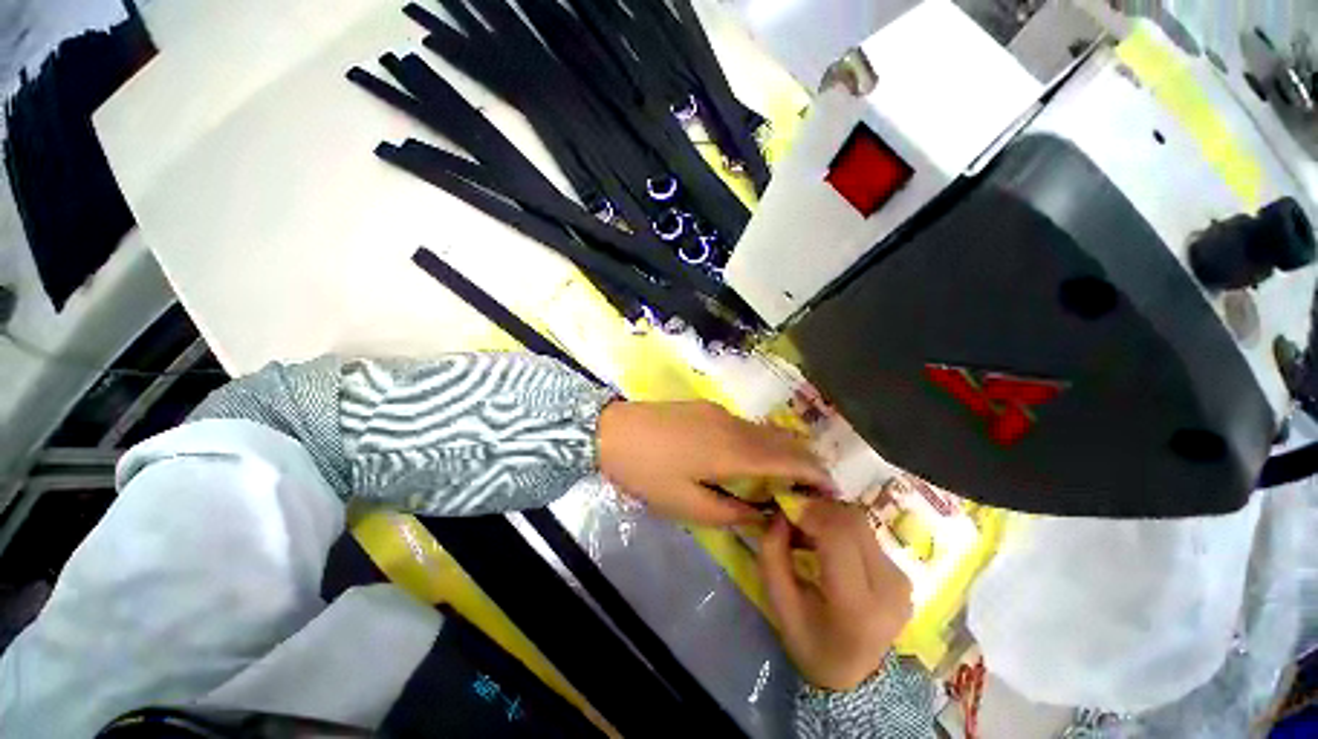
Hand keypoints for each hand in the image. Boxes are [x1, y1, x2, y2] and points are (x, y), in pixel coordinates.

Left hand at [596, 400, 834, 525]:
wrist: (611, 431)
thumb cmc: (647, 473)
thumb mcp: (687, 505)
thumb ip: (732, 513)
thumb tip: (763, 513)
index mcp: (734, 451)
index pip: (791, 457)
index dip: (816, 473)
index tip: (832, 491)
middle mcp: (735, 425)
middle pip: (783, 438)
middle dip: (805, 461)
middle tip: (811, 488)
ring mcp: (720, 412)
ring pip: (765, 430)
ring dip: (782, 451)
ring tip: (785, 477)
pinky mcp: (707, 408)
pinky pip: (746, 426)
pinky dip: (760, 442)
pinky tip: (751, 459)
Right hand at [758, 499, 912, 690]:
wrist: (854, 675)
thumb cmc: (810, 642)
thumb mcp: (780, 604)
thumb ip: (772, 555)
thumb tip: (779, 515)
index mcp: (856, 606)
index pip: (838, 538)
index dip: (810, 513)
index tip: (785, 508)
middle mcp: (889, 589)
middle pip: (854, 522)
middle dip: (818, 508)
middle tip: (793, 514)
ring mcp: (900, 580)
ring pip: (861, 523)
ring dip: (829, 515)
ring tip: (807, 527)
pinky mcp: (902, 573)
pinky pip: (867, 533)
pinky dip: (841, 526)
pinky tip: (825, 540)